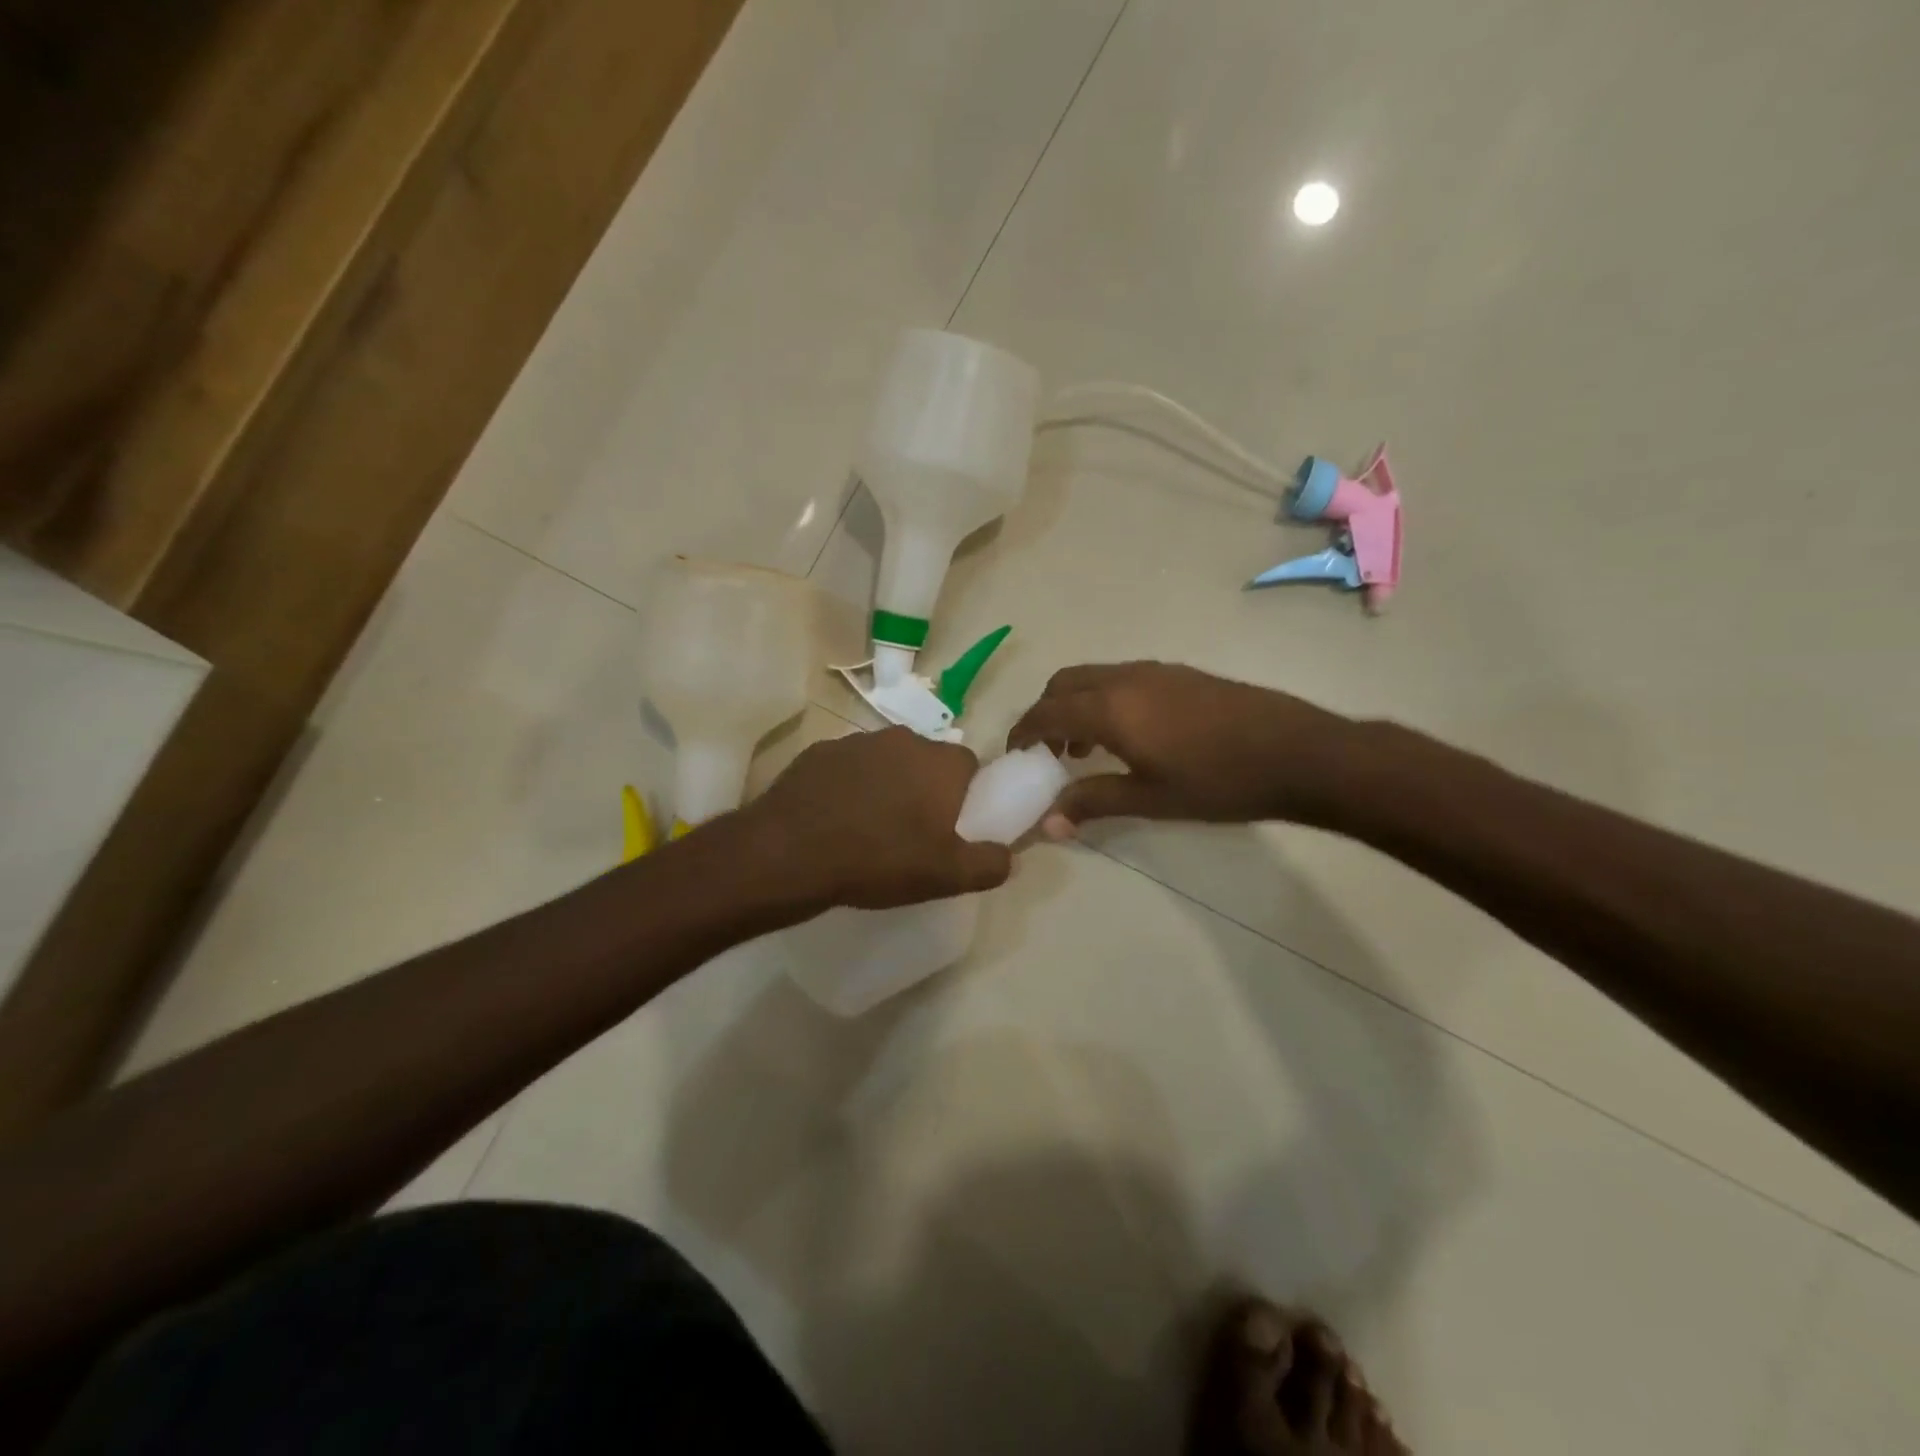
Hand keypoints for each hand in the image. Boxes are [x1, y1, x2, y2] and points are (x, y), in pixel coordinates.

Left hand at [745, 727, 1011, 909]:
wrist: (790, 854)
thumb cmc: (879, 860)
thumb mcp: (946, 875)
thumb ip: (990, 864)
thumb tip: (1011, 856)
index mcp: (940, 762)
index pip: (971, 767)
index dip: (967, 797)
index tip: (952, 827)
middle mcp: (903, 739)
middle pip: (928, 762)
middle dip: (926, 789)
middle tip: (914, 832)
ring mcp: (857, 742)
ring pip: (887, 762)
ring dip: (887, 786)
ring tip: (871, 829)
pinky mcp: (819, 752)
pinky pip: (849, 768)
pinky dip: (850, 787)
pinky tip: (836, 820)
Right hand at [1006, 662, 1354, 834]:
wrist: (1296, 753)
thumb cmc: (1218, 781)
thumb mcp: (1150, 798)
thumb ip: (1094, 802)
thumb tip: (1048, 823)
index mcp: (1110, 706)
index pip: (1047, 711)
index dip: (1023, 731)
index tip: (1014, 754)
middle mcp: (1126, 678)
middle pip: (1065, 683)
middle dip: (1046, 712)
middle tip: (1049, 751)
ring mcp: (1156, 671)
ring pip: (1095, 677)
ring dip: (1077, 705)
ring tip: (1085, 748)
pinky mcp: (1181, 674)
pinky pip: (1122, 678)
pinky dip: (1105, 700)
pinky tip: (1129, 735)